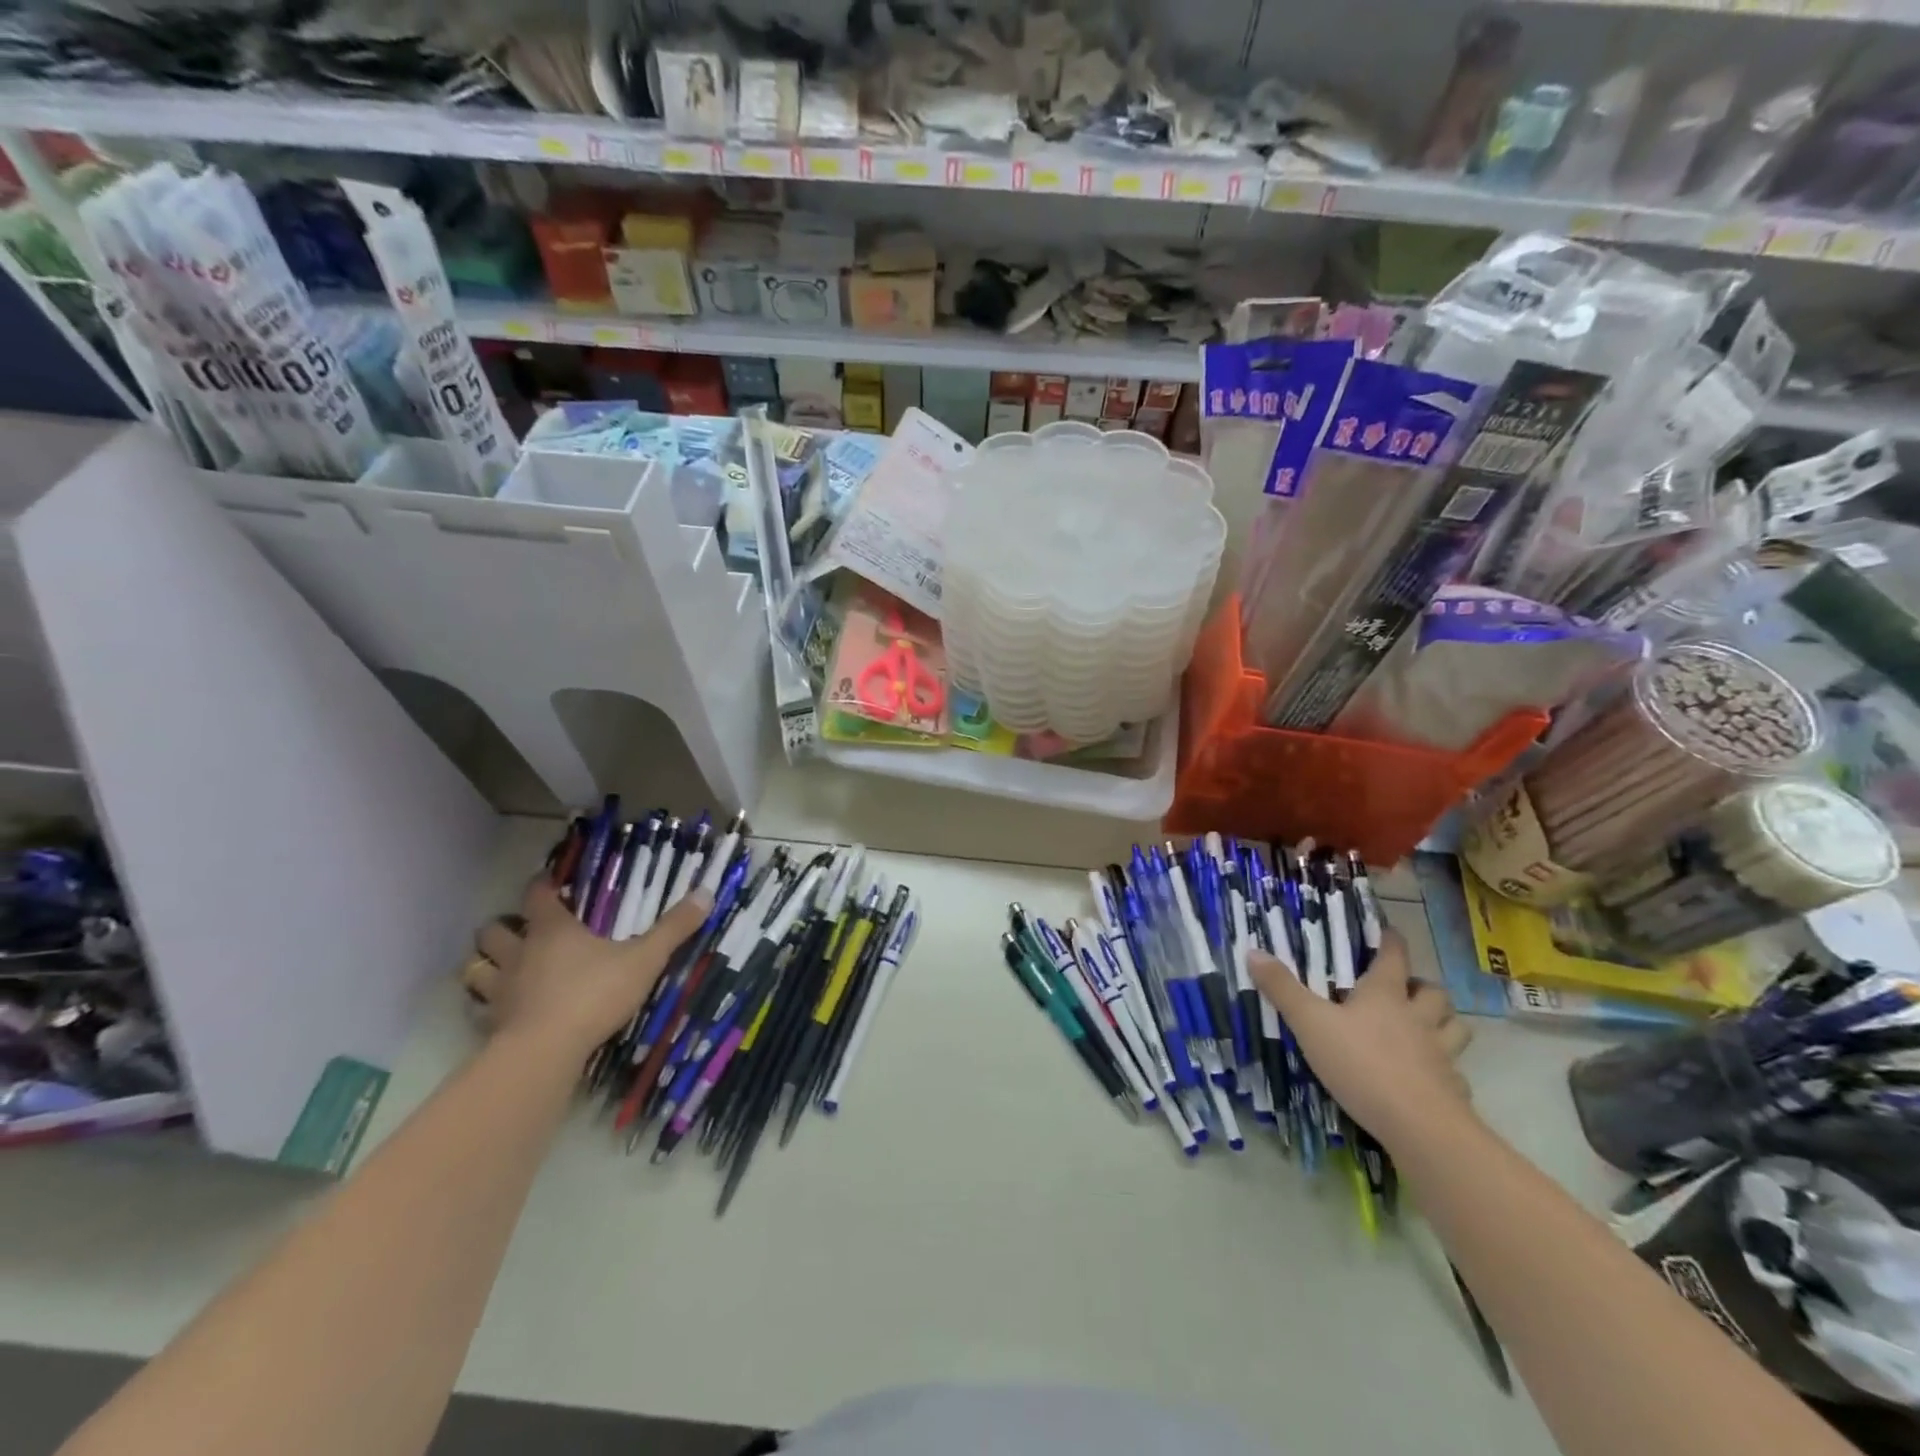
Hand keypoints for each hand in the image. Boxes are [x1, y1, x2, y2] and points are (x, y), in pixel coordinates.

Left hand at [471, 876, 709, 1060]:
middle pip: (493, 931)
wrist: (545, 1051)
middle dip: (503, 927)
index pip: (537, 896)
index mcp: (552, 930)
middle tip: (522, 930)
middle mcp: (519, 953)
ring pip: (476, 968)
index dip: (542, 886)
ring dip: (486, 964)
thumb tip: (706, 893)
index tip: (548, 881)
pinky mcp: (491, 1025)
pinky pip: (479, 1009)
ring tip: (503, 967)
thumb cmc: (594, 994)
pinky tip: (502, 1011)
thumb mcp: (644, 959)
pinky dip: (486, 1006)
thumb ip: (673, 929)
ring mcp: (500, 990)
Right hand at [1248, 929, 1472, 1146]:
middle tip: (1405, 990)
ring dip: (1444, 1022)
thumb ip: (1283, 989)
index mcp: (1385, 995)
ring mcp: (1441, 1055)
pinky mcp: (1452, 1090)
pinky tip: (1429, 1078)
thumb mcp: (1310, 1023)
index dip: (1391, 941)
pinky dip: (1445, 1070)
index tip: (1388, 932)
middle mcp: (1418, 1018)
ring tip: (1425, 1027)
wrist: (1420, 1126)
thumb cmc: (1361, 1063)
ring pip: (1454, 1028)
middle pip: (1433, 993)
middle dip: (1422, 986)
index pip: (1394, 956)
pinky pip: (1455, 1072)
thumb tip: (1253, 951)